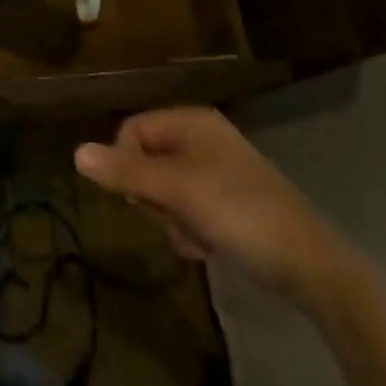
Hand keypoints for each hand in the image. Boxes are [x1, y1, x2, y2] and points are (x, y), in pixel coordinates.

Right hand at [75, 107, 347, 300]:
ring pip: (164, 190)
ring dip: (172, 219)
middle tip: (176, 218)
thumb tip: (76, 153)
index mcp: (190, 121)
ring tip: (197, 236)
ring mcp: (215, 169)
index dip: (126, 165)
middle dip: (154, 198)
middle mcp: (200, 137)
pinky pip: (187, 208)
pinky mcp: (227, 200)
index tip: (139, 199)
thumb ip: (126, 172)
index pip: (131, 131)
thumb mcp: (178, 191)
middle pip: (146, 161)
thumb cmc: (239, 212)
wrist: (310, 264)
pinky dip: (191, 228)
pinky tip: (210, 245)